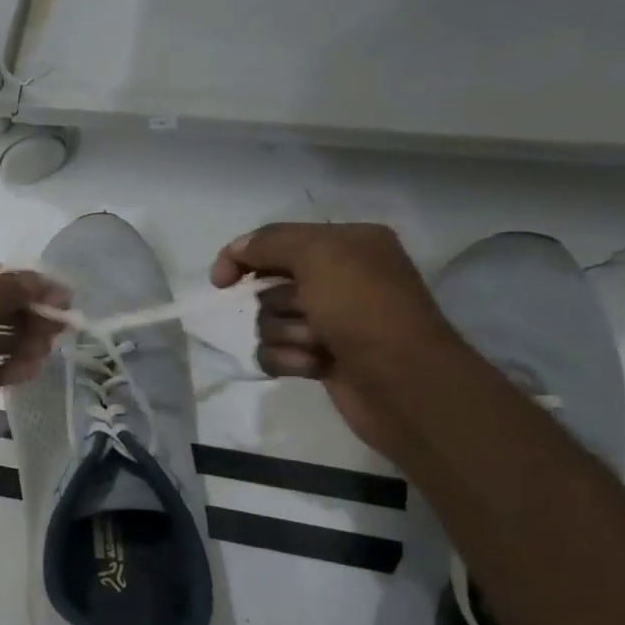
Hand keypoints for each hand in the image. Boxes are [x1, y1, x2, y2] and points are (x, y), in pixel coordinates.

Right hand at [210, 222, 462, 457]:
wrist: (403, 382)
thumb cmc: (365, 309)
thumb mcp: (320, 255)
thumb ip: (271, 243)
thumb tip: (236, 250)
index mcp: (347, 244)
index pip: (276, 241)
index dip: (244, 257)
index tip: (222, 281)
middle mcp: (339, 278)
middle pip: (268, 286)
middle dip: (275, 303)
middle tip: (304, 312)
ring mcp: (329, 321)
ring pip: (268, 322)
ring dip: (284, 335)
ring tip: (317, 345)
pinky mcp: (320, 358)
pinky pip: (275, 353)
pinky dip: (288, 360)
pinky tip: (315, 366)